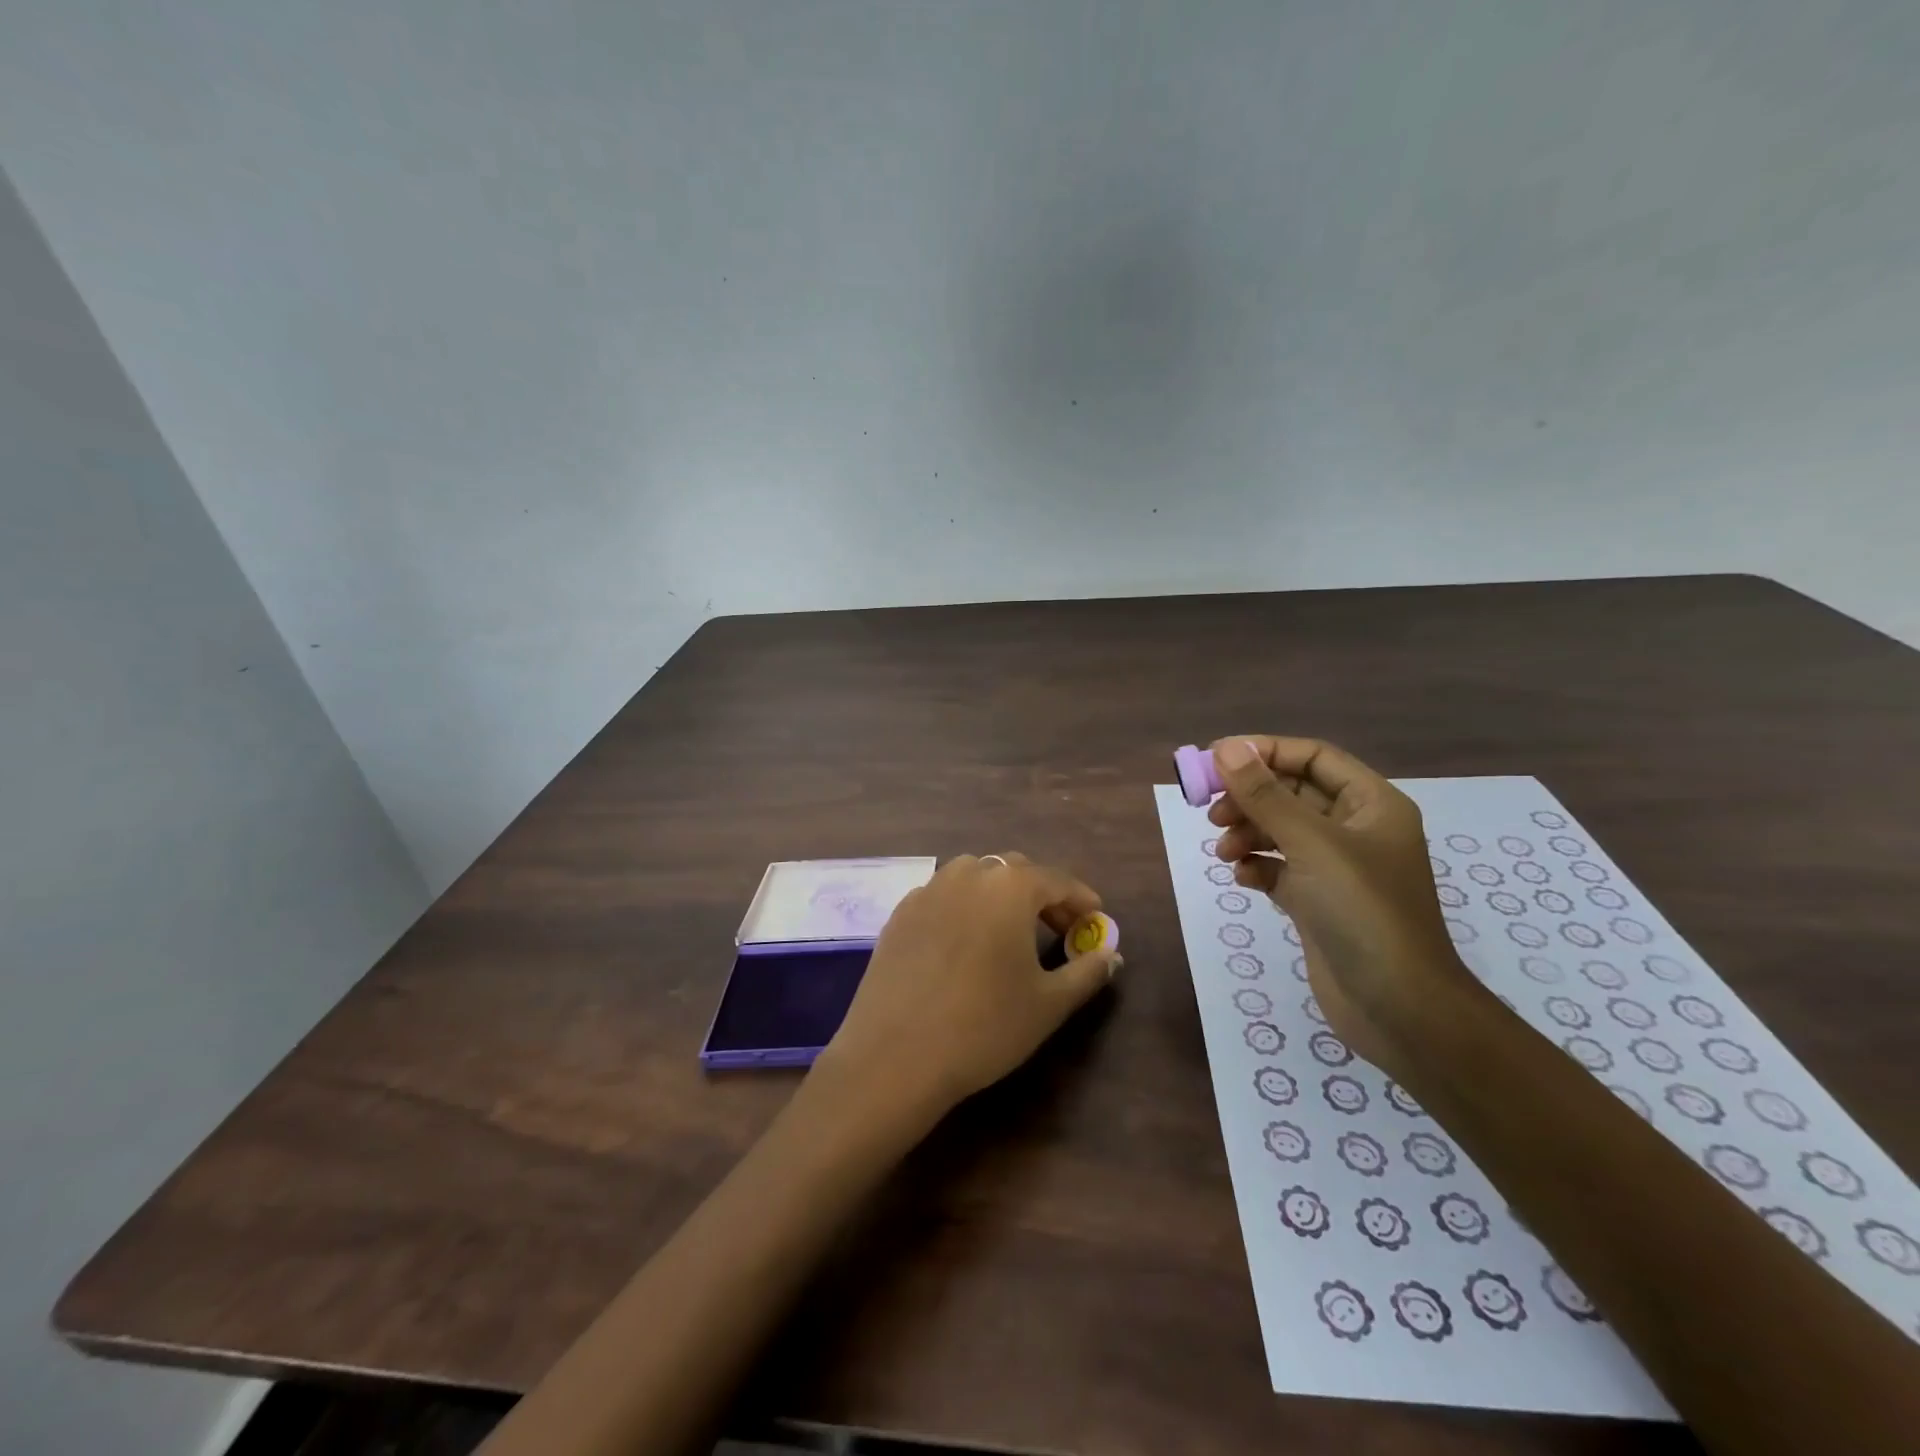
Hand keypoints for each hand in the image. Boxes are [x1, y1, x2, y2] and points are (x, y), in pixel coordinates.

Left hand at [818, 853, 1119, 1116]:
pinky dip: (965, 907)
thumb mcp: (1049, 1004)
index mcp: (1009, 886)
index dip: (1081, 899)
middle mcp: (967, 874)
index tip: (1096, 919)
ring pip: (975, 877)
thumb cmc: (984, 1026)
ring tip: (1011, 932)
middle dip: (1042, 894)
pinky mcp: (900, 912)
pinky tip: (966, 942)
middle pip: (1015, 871)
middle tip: (1059, 929)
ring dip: (1000, 895)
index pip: (1057, 880)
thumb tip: (1111, 955)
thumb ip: (1087, 972)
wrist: (895, 1055)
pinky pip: (943, 896)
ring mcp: (928, 889)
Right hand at [1207, 737, 1486, 1077]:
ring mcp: (1337, 869)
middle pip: (1292, 794)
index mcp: (1372, 804)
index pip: (1313, 758)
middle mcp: (1356, 830)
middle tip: (1212, 812)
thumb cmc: (1363, 912)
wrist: (1399, 1008)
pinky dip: (1257, 867)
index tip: (1217, 759)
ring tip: (1223, 852)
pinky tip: (1243, 878)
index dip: (1265, 752)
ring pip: (1281, 832)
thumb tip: (1226, 747)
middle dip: (1250, 798)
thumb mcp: (1311, 844)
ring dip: (1248, 834)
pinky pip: (1279, 869)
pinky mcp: (1319, 903)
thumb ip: (1265, 796)